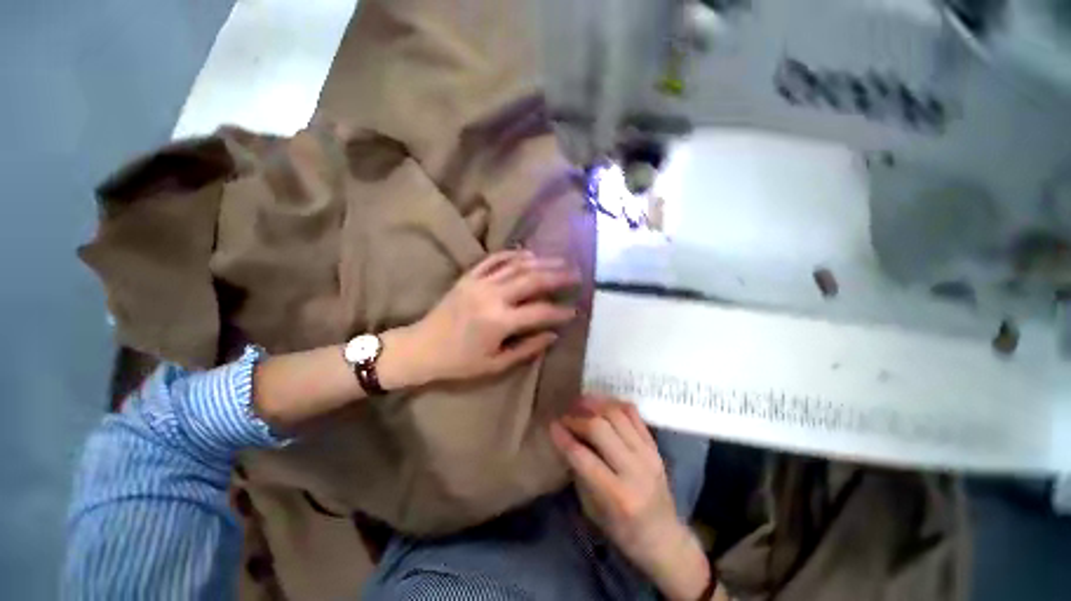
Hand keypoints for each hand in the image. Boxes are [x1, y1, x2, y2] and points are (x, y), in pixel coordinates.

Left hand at [403, 250, 578, 383]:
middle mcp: (491, 296)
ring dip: (541, 261)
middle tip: (577, 273)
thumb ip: (527, 348)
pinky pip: (494, 259)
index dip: (560, 312)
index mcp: (498, 321)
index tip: (575, 310)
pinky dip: (513, 254)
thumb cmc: (459, 362)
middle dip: (558, 275)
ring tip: (560, 260)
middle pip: (532, 280)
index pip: (539, 312)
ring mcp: (479, 282)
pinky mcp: (468, 277)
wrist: (421, 348)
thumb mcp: (495, 364)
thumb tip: (553, 335)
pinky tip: (528, 253)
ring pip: (516, 265)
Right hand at [550, 398, 711, 600]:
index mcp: (616, 495)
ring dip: (595, 404)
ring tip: (581, 402)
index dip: (564, 438)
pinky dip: (615, 403)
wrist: (664, 537)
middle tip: (566, 416)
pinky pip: (634, 414)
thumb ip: (579, 472)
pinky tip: (602, 404)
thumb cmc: (622, 530)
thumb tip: (566, 438)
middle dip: (577, 418)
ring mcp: (648, 454)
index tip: (552, 424)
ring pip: (617, 415)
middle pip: (600, 429)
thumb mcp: (592, 510)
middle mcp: (634, 470)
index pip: (583, 457)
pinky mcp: (655, 445)